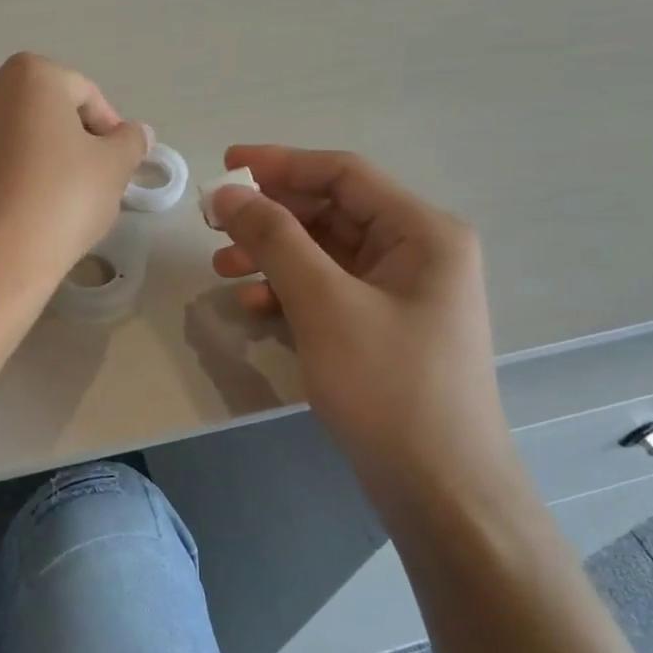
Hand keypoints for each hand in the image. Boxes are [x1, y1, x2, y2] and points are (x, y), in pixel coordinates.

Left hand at [0, 54, 147, 296]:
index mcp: (29, 76)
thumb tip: (135, 133)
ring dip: (34, 158)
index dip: (108, 127)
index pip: (83, 93)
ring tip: (52, 202)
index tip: (117, 163)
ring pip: (9, 138)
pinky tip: (18, 214)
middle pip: (41, 111)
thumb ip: (130, 142)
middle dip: (68, 139)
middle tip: (88, 180)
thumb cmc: (60, 199)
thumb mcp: (113, 169)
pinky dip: (3, 180)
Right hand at [209, 146, 519, 501]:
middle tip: (213, 225)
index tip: (224, 166)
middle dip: (270, 217)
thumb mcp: (325, 304)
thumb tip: (228, 193)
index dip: (280, 164)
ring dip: (272, 255)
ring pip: (325, 254)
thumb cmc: (389, 386)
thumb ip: (275, 240)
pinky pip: (329, 291)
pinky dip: (289, 292)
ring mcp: (401, 293)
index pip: (343, 175)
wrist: (440, 489)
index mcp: (422, 232)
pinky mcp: (383, 328)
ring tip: (221, 269)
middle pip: (331, 213)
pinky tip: (254, 307)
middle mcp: (417, 252)